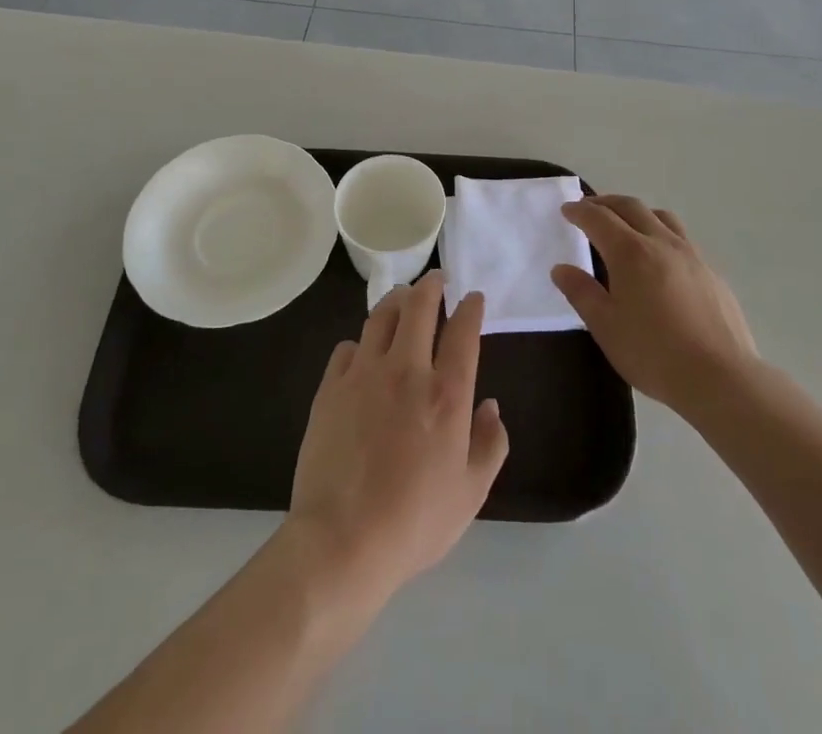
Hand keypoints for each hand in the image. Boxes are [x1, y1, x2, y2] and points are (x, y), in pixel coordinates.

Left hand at [286, 271, 508, 605]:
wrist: (342, 541)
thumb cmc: (414, 522)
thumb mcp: (471, 494)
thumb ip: (490, 444)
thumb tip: (491, 406)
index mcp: (446, 393)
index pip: (463, 330)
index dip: (470, 307)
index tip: (473, 298)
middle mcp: (407, 370)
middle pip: (419, 306)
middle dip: (431, 285)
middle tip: (436, 280)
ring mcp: (364, 374)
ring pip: (381, 315)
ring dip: (396, 300)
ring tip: (402, 298)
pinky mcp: (331, 387)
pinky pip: (348, 347)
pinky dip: (362, 342)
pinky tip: (364, 351)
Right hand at [552, 195, 758, 414]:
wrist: (720, 377)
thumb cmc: (653, 353)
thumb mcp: (605, 326)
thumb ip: (581, 292)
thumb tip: (561, 269)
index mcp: (630, 252)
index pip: (598, 218)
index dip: (579, 211)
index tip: (567, 210)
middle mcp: (661, 242)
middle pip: (630, 207)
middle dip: (606, 203)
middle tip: (589, 208)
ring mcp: (691, 255)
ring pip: (661, 217)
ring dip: (637, 212)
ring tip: (627, 224)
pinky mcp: (711, 272)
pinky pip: (681, 239)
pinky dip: (661, 233)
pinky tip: (661, 259)